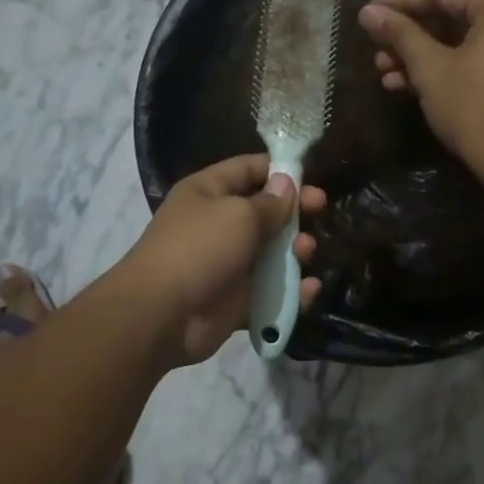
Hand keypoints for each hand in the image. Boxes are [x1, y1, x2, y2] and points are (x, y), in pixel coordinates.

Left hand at [118, 155, 324, 365]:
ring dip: (295, 251)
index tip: (312, 177)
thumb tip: (287, 184)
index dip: (279, 170)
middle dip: (294, 211)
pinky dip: (291, 292)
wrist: (162, 314)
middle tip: (322, 211)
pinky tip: (309, 289)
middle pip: (264, 212)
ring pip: (271, 254)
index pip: (248, 169)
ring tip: (306, 251)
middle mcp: (217, 225)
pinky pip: (270, 293)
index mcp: (208, 193)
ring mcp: (227, 265)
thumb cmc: (199, 248)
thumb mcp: (238, 215)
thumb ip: (269, 203)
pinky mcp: (236, 301)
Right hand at [358, 0, 483, 172]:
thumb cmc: (475, 108)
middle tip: (374, 48)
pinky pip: (475, 58)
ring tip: (382, 72)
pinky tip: (405, 86)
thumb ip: (399, 35)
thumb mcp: (431, 69)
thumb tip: (368, 12)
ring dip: (420, 55)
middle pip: (452, 14)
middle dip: (408, 35)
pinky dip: (444, 68)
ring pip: (460, 40)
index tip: (367, 14)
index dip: (399, 2)